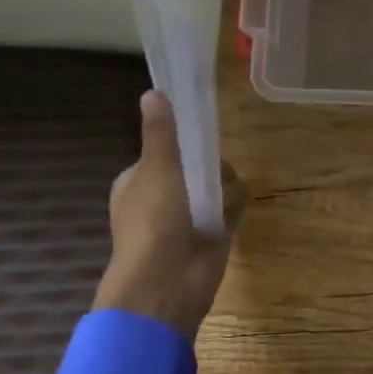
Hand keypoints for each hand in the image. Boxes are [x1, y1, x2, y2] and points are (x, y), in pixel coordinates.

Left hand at [93, 91, 244, 339]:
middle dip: (209, 165)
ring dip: (224, 186)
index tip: (201, 133)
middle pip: (195, 166)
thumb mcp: (157, 168)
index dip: (182, 142)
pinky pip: (229, 208)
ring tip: (223, 194)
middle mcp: (162, 199)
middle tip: (212, 168)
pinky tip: (234, 208)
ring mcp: (187, 219)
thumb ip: (161, 133)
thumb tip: (153, 92)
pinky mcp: (212, 234)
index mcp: (138, 183)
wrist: (167, 281)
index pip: (165, 151)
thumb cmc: (154, 221)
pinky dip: (234, 206)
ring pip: (215, 186)